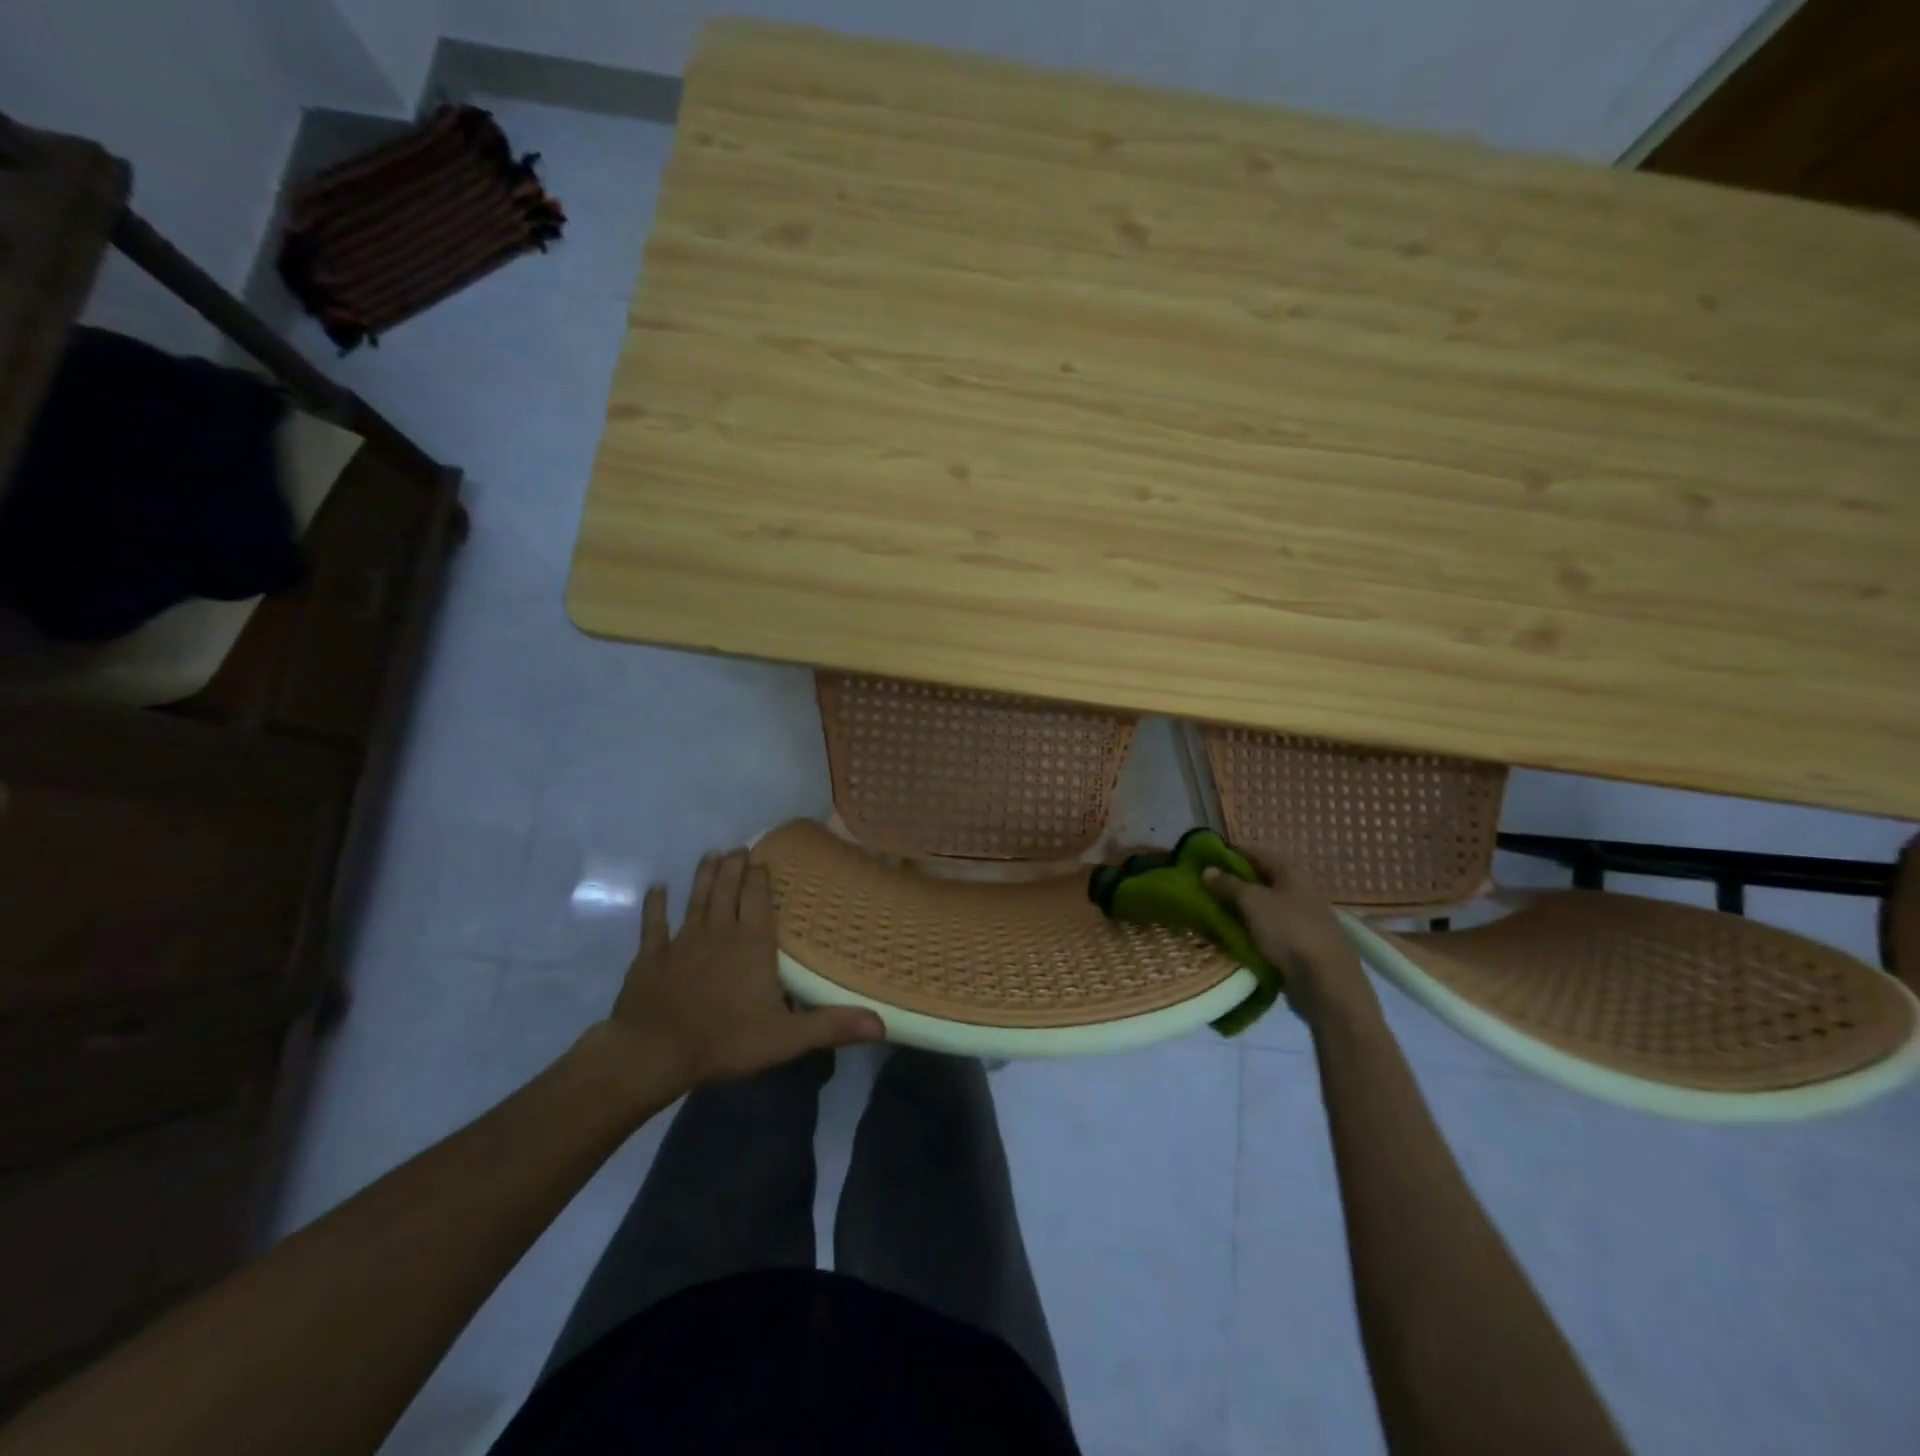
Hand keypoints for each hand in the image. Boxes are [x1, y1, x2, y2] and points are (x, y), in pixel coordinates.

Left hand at [597, 849, 884, 1091]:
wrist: (654, 1053)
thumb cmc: (725, 1041)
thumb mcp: (786, 1038)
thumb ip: (831, 1026)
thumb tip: (882, 1024)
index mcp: (752, 944)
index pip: (758, 900)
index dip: (759, 878)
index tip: (761, 859)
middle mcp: (719, 932)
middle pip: (728, 891)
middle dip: (734, 867)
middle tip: (738, 849)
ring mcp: (682, 941)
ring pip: (696, 899)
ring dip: (704, 876)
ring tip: (711, 854)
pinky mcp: (651, 956)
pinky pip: (654, 924)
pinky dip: (655, 904)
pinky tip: (657, 888)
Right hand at [1203, 854, 1374, 1025]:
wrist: (1326, 983)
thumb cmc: (1289, 931)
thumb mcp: (1252, 902)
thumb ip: (1228, 884)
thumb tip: (1207, 870)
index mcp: (1291, 873)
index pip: (1256, 852)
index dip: (1230, 853)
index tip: (1203, 858)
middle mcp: (1299, 891)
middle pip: (1260, 881)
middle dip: (1232, 884)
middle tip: (1202, 889)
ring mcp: (1302, 919)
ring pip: (1263, 908)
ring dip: (1239, 910)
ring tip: (1211, 914)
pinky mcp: (1300, 946)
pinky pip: (1268, 931)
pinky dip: (1250, 932)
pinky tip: (1231, 938)